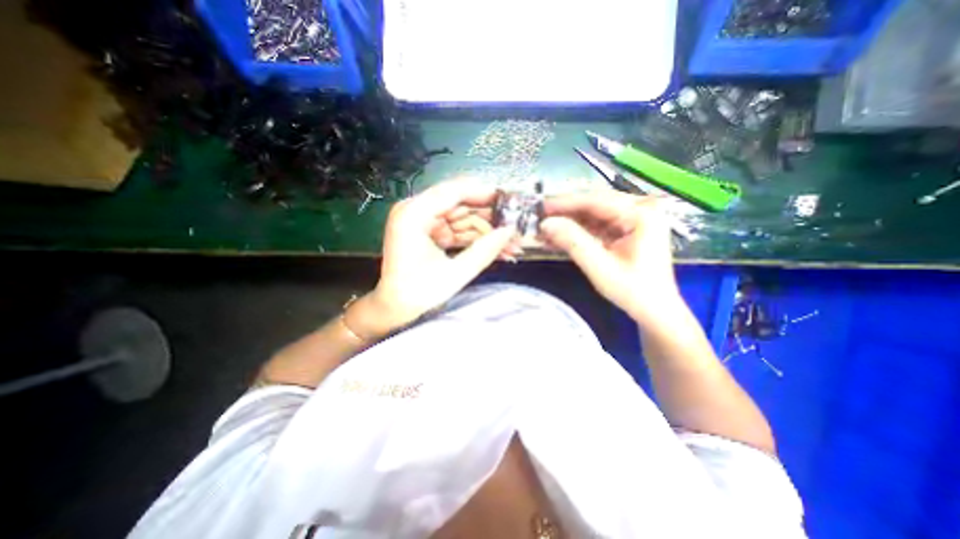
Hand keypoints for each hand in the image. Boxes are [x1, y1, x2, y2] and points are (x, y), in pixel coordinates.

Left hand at [354, 179, 517, 333]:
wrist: (396, 308)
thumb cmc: (418, 294)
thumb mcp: (455, 273)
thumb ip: (485, 250)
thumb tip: (510, 231)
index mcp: (413, 215)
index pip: (453, 192)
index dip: (483, 194)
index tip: (509, 200)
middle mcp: (415, 211)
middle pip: (461, 205)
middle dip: (489, 220)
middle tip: (514, 229)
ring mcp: (423, 221)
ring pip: (463, 219)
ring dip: (487, 233)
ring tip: (510, 246)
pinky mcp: (430, 232)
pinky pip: (458, 230)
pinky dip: (476, 240)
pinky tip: (496, 249)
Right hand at [538, 191, 682, 321]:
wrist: (654, 310)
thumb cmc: (633, 291)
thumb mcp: (600, 267)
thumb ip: (573, 242)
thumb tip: (545, 224)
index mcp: (641, 214)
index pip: (596, 201)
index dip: (565, 203)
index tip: (540, 207)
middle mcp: (640, 209)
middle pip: (594, 204)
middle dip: (565, 212)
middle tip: (539, 217)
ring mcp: (634, 218)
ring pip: (593, 213)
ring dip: (568, 222)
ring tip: (545, 230)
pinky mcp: (626, 229)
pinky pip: (597, 224)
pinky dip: (577, 231)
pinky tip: (559, 237)